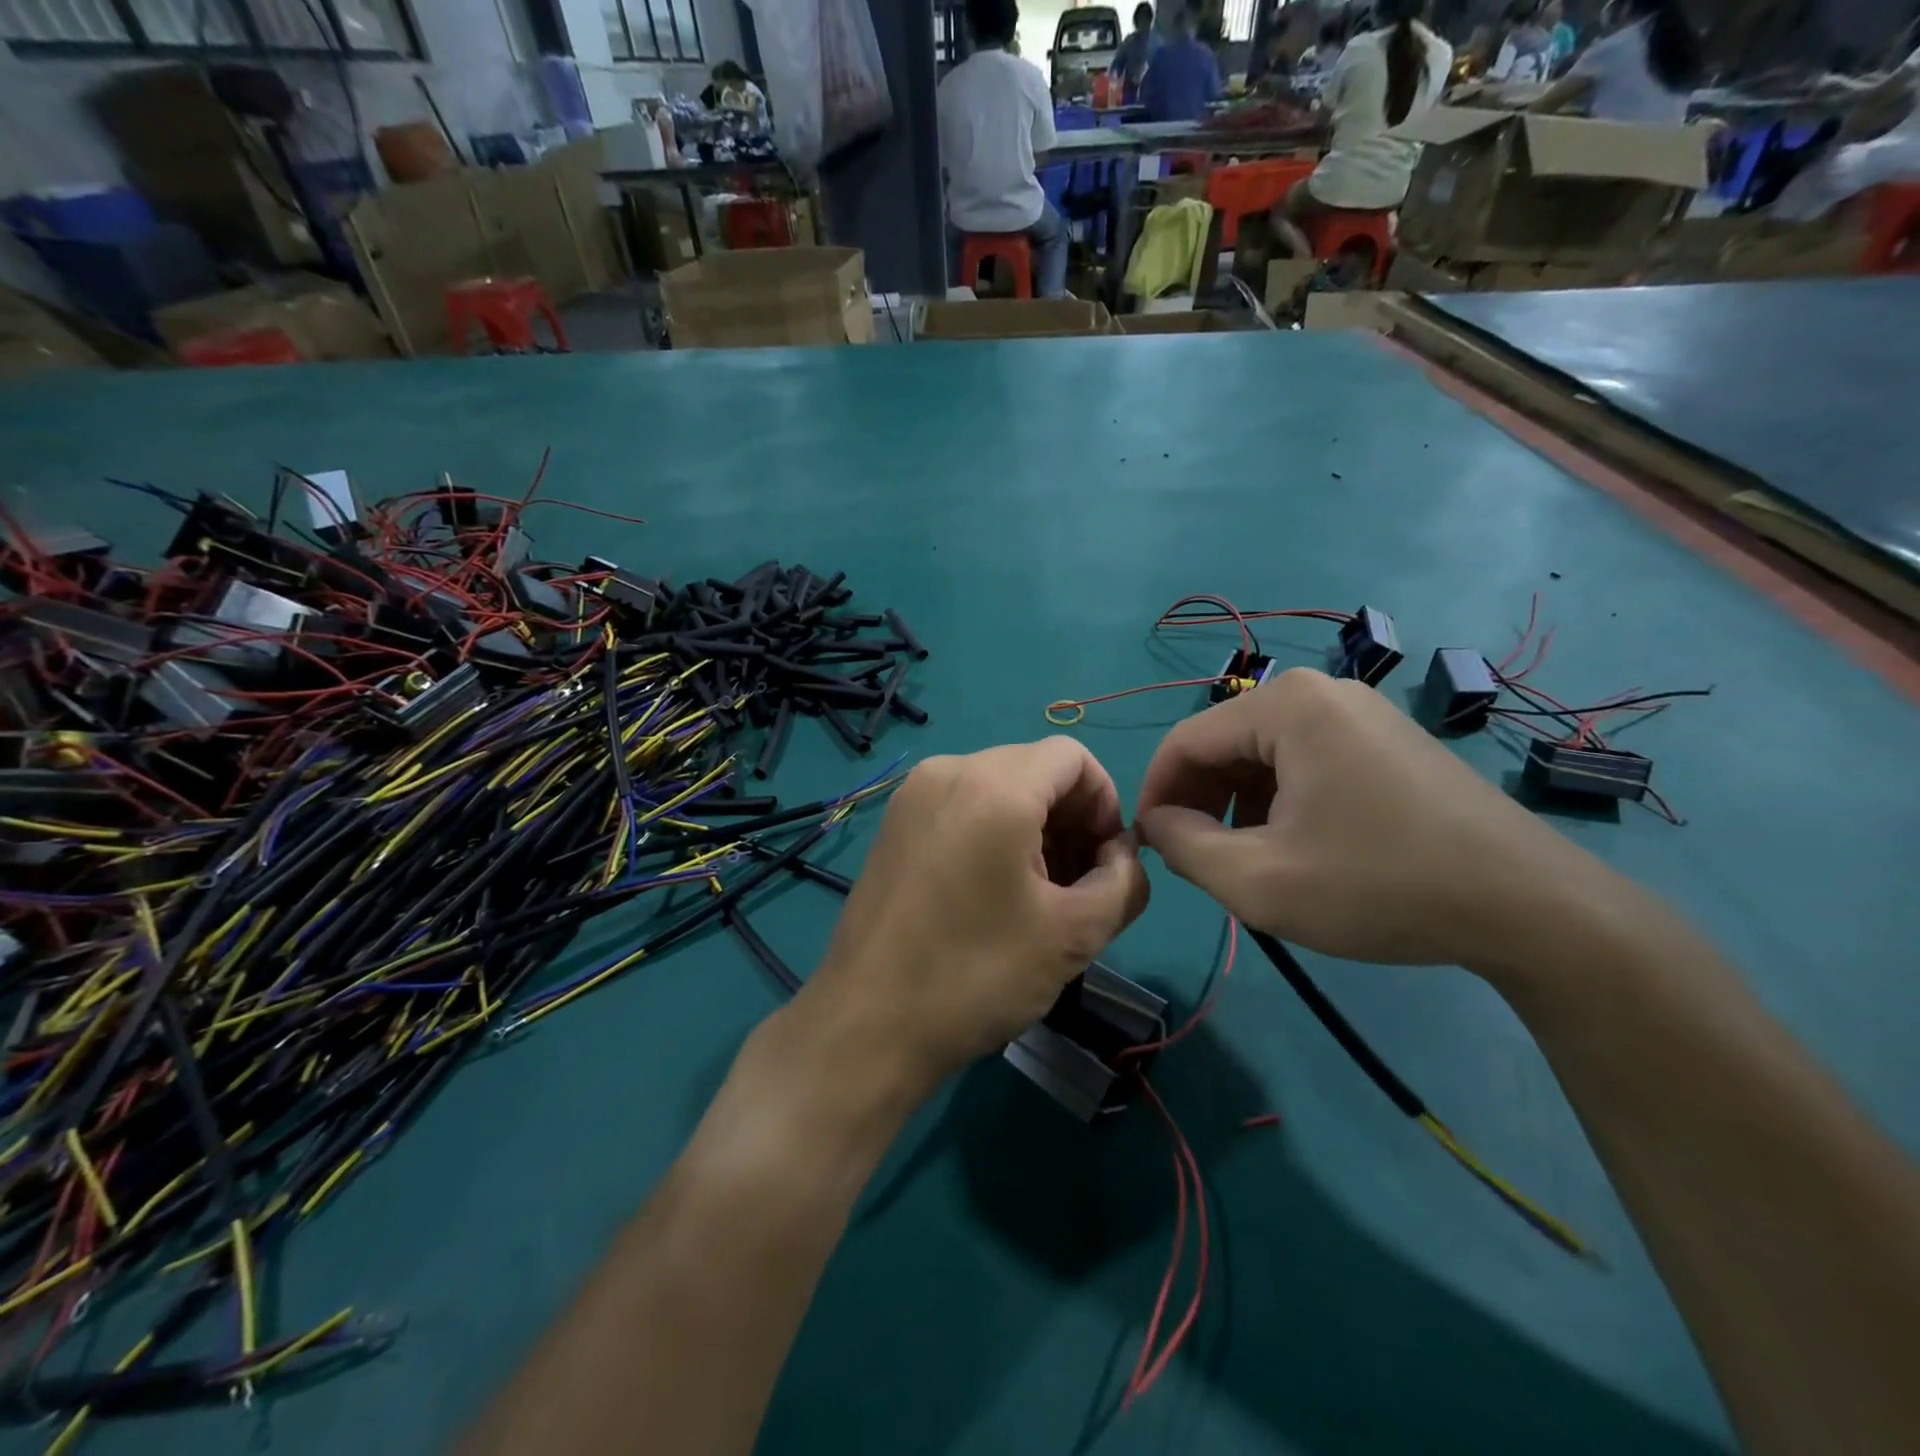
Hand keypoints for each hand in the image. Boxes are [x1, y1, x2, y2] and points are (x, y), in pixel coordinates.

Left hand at [804, 739, 1150, 1089]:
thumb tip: (1122, 855)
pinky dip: (994, 831)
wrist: (867, 1024)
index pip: (1072, 757)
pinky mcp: (894, 824)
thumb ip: (1123, 881)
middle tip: (1076, 885)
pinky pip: (962, 805)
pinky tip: (994, 891)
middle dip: (1071, 818)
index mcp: (993, 786)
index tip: (1104, 861)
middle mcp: (948, 771)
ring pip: (998, 786)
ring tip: (1038, 895)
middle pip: (1034, 769)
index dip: (1105, 802)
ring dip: (1034, 828)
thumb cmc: (976, 975)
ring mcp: (912, 796)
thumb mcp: (1073, 934)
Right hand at [1134, 668, 1616, 972]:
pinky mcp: (1386, 739)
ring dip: (1238, 804)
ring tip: (1248, 859)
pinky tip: (1296, 845)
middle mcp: (1321, 691)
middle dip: (1200, 801)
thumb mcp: (1258, 881)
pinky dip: (1280, 799)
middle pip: (1225, 743)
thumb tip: (1156, 822)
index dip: (1155, 794)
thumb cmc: (1380, 885)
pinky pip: (1305, 759)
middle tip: (1198, 859)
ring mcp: (1360, 712)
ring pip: (1263, 754)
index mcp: (1285, 706)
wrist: (1530, 907)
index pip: (1185, 741)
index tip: (1149, 847)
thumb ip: (1183, 847)